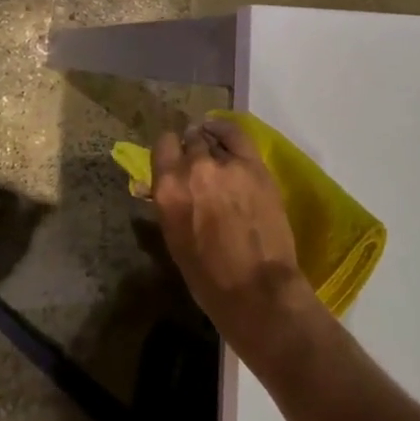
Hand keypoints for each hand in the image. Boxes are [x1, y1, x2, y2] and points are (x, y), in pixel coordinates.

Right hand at [150, 119, 318, 362]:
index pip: (162, 147)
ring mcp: (224, 164)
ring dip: (210, 144)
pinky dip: (226, 132)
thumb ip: (170, 204)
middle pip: (189, 140)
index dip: (170, 151)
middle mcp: (192, 168)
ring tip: (215, 151)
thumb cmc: (209, 278)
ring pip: (211, 139)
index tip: (175, 158)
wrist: (257, 288)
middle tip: (199, 163)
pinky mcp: (252, 165)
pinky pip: (235, 135)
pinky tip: (224, 134)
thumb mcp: (175, 239)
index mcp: (167, 189)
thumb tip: (166, 188)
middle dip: (192, 149)